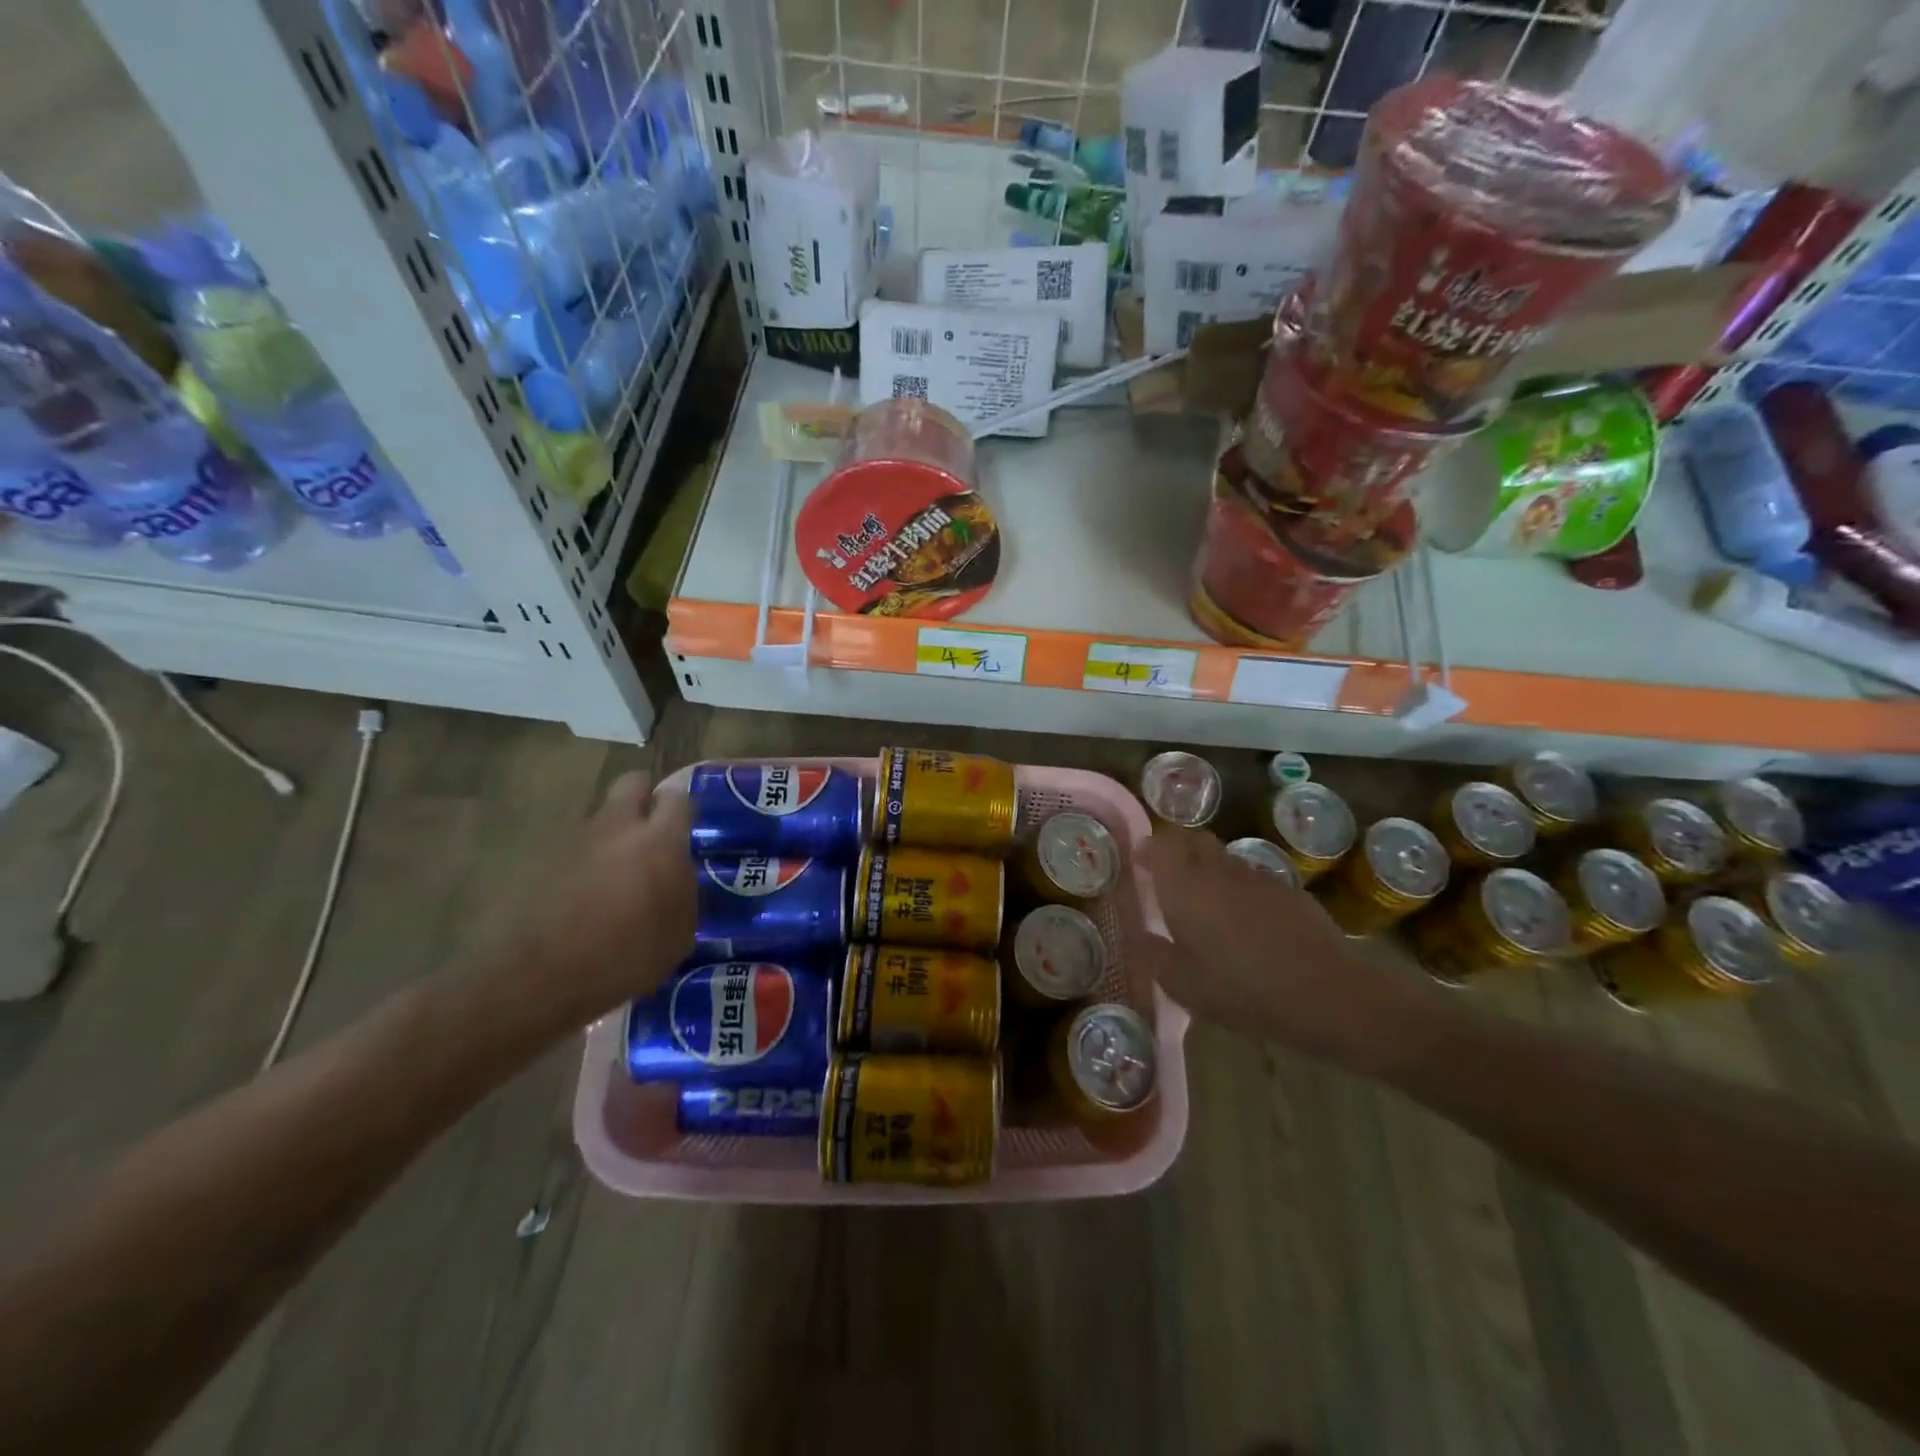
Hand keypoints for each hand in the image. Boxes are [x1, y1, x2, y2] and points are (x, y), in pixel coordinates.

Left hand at [463, 771, 695, 1030]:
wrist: (532, 980)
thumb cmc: (622, 959)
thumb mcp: (678, 935)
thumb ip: (684, 892)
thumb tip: (678, 877)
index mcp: (658, 841)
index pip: (678, 797)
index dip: (682, 810)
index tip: (685, 831)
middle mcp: (616, 827)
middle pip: (633, 783)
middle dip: (644, 800)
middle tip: (649, 836)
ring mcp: (572, 839)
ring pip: (600, 820)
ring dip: (609, 839)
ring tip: (610, 883)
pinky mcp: (536, 857)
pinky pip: (570, 850)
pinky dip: (579, 866)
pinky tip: (578, 902)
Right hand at [1136, 827, 1424, 1066]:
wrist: (1325, 995)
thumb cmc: (1241, 990)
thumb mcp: (1182, 985)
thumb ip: (1154, 954)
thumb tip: (1142, 935)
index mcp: (1185, 887)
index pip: (1161, 843)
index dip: (1148, 848)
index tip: (1140, 864)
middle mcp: (1218, 870)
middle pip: (1194, 840)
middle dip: (1178, 851)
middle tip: (1170, 880)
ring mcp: (1257, 876)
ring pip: (1224, 859)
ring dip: (1210, 872)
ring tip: (1210, 908)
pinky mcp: (1288, 890)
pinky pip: (1253, 879)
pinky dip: (1241, 891)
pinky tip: (1248, 925)